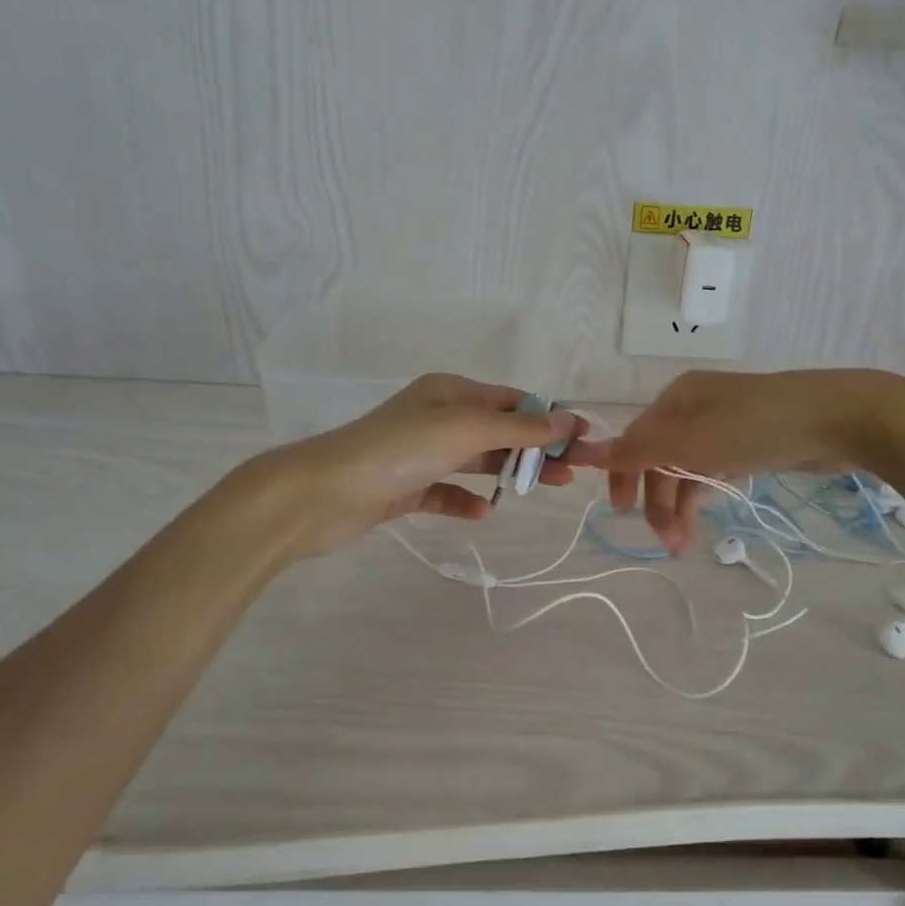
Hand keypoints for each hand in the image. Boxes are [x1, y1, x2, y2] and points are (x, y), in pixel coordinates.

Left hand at [269, 374, 595, 559]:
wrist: (321, 493)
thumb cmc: (399, 450)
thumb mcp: (466, 429)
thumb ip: (519, 429)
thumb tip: (568, 419)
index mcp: (450, 392)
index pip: (512, 401)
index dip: (549, 418)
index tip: (583, 440)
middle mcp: (436, 416)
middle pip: (499, 431)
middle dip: (536, 449)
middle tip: (572, 474)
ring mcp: (419, 452)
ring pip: (476, 460)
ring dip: (508, 473)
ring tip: (546, 490)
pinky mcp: (403, 486)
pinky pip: (445, 491)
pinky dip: (466, 500)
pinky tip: (483, 513)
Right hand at [607, 369, 890, 554]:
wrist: (840, 419)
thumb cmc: (757, 427)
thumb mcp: (692, 440)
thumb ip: (639, 449)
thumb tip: (587, 451)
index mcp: (677, 399)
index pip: (636, 439)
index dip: (623, 474)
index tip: (621, 512)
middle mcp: (696, 408)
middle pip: (662, 458)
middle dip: (660, 500)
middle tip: (669, 542)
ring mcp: (725, 426)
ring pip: (689, 469)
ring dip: (683, 505)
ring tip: (686, 545)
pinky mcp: (751, 444)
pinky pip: (715, 470)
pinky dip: (707, 493)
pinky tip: (708, 514)